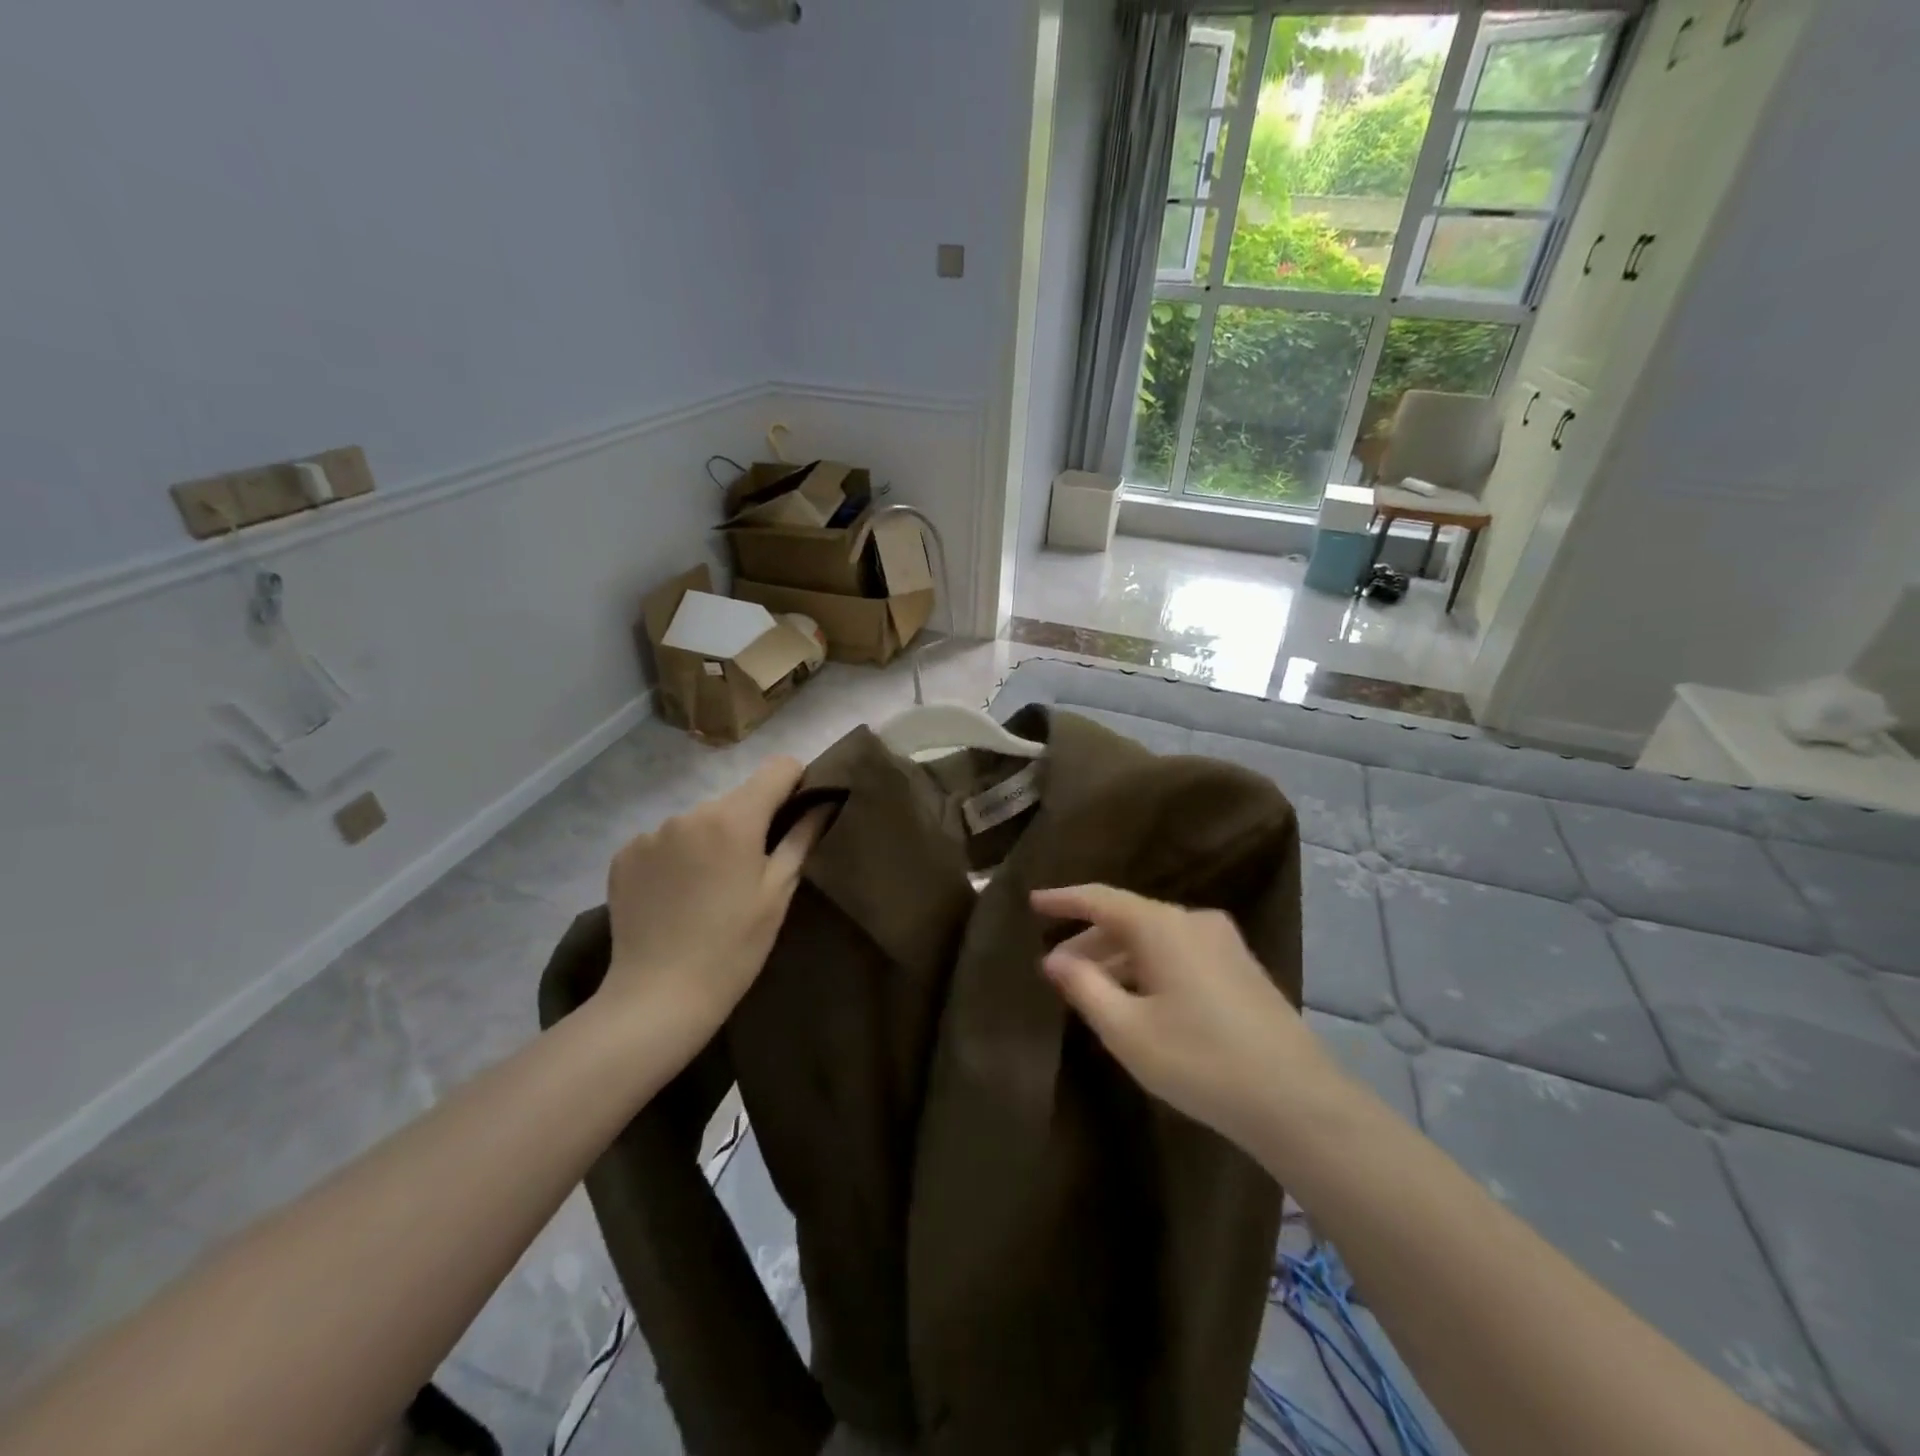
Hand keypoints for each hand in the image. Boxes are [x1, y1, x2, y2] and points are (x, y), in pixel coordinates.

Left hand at [602, 757, 824, 1037]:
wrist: (658, 996)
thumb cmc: (734, 947)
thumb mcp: (778, 893)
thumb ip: (802, 838)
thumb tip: (825, 802)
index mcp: (734, 818)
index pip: (777, 768)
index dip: (796, 783)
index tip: (798, 814)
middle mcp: (690, 812)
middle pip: (736, 798)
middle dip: (750, 821)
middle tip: (751, 869)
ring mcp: (651, 832)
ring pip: (698, 821)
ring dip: (710, 840)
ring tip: (709, 888)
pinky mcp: (624, 855)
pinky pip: (664, 841)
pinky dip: (676, 857)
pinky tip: (676, 896)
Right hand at [1032, 884, 1335, 1152]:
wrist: (1297, 1101)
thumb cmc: (1201, 1061)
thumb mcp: (1127, 1030)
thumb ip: (1084, 986)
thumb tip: (1054, 958)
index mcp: (1163, 926)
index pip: (1101, 899)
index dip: (1064, 899)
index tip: (1032, 901)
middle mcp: (1193, 921)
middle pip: (1128, 919)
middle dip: (1088, 940)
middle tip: (1055, 968)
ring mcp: (1223, 943)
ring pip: (1154, 938)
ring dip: (1118, 957)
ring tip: (1091, 988)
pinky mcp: (1240, 967)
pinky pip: (1178, 953)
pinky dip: (1147, 966)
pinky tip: (1137, 998)